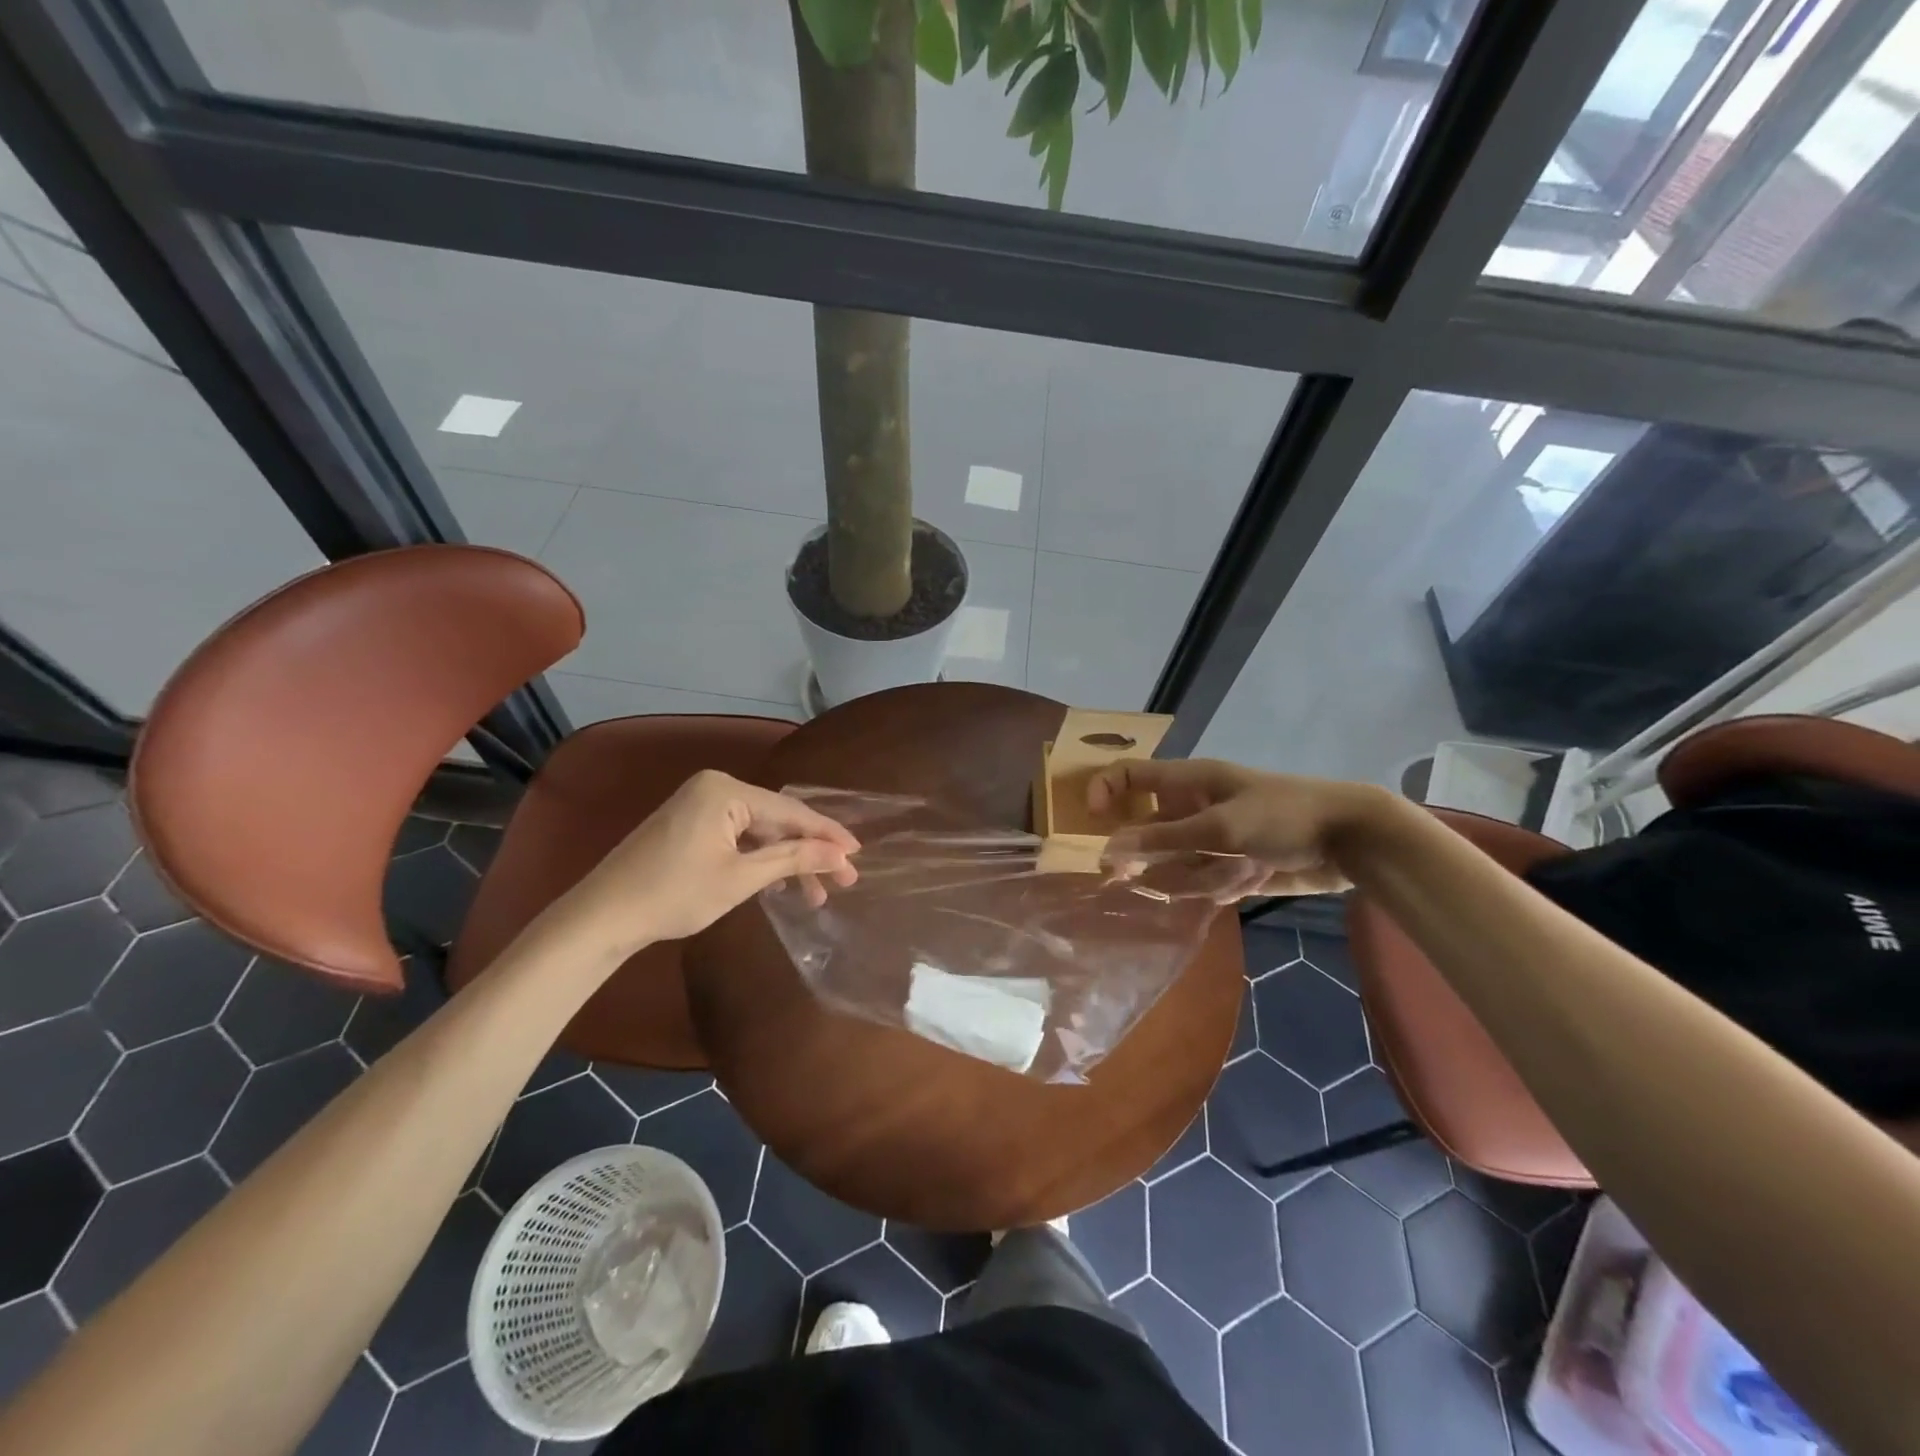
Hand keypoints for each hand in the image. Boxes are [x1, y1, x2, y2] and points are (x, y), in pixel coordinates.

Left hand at [549, 770, 859, 951]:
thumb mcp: (741, 878)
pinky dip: (761, 859)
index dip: (827, 834)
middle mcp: (714, 788)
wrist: (602, 916)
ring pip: (759, 831)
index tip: (857, 854)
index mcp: (725, 790)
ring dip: (787, 860)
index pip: (790, 810)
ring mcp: (699, 805)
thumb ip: (794, 859)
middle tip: (843, 881)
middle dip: (809, 851)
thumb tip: (840, 855)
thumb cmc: (674, 894)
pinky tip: (782, 882)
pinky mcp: (690, 825)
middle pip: (776, 819)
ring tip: (816, 893)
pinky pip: (739, 836)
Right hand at [1089, 759, 1388, 898]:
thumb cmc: (1282, 817)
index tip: (1090, 821)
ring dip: (1190, 876)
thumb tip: (1107, 850)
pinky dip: (1218, 886)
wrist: (1351, 840)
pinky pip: (1206, 880)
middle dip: (1144, 854)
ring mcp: (1215, 838)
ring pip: (1177, 862)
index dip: (1104, 790)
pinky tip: (1246, 882)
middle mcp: (1195, 807)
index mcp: (1188, 782)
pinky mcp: (1234, 864)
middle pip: (1149, 829)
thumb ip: (1163, 840)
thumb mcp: (1219, 827)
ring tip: (1227, 875)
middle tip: (1131, 878)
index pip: (1130, 775)